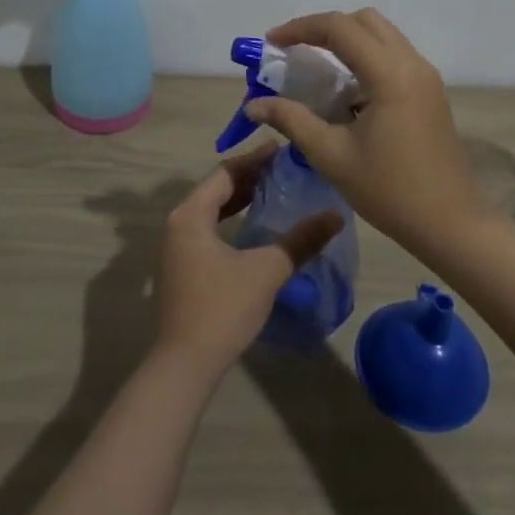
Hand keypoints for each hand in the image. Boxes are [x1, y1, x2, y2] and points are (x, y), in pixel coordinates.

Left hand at [152, 145, 343, 370]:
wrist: (184, 365)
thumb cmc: (222, 308)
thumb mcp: (267, 270)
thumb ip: (301, 241)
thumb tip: (337, 216)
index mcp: (190, 214)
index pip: (225, 172)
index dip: (254, 159)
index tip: (282, 149)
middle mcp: (178, 223)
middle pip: (216, 188)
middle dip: (249, 177)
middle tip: (284, 168)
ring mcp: (177, 247)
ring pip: (211, 209)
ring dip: (240, 198)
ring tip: (274, 190)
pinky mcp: (182, 267)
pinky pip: (209, 228)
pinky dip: (231, 219)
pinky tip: (255, 225)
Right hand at [246, 9, 483, 253]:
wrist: (448, 222)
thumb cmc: (388, 190)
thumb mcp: (331, 156)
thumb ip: (291, 120)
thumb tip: (253, 104)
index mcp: (389, 74)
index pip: (340, 27)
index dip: (301, 28)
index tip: (272, 42)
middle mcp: (412, 64)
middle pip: (364, 20)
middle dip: (325, 28)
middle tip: (295, 52)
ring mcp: (426, 76)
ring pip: (383, 35)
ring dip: (348, 41)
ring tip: (317, 69)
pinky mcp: (431, 91)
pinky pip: (395, 55)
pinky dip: (366, 57)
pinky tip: (347, 91)